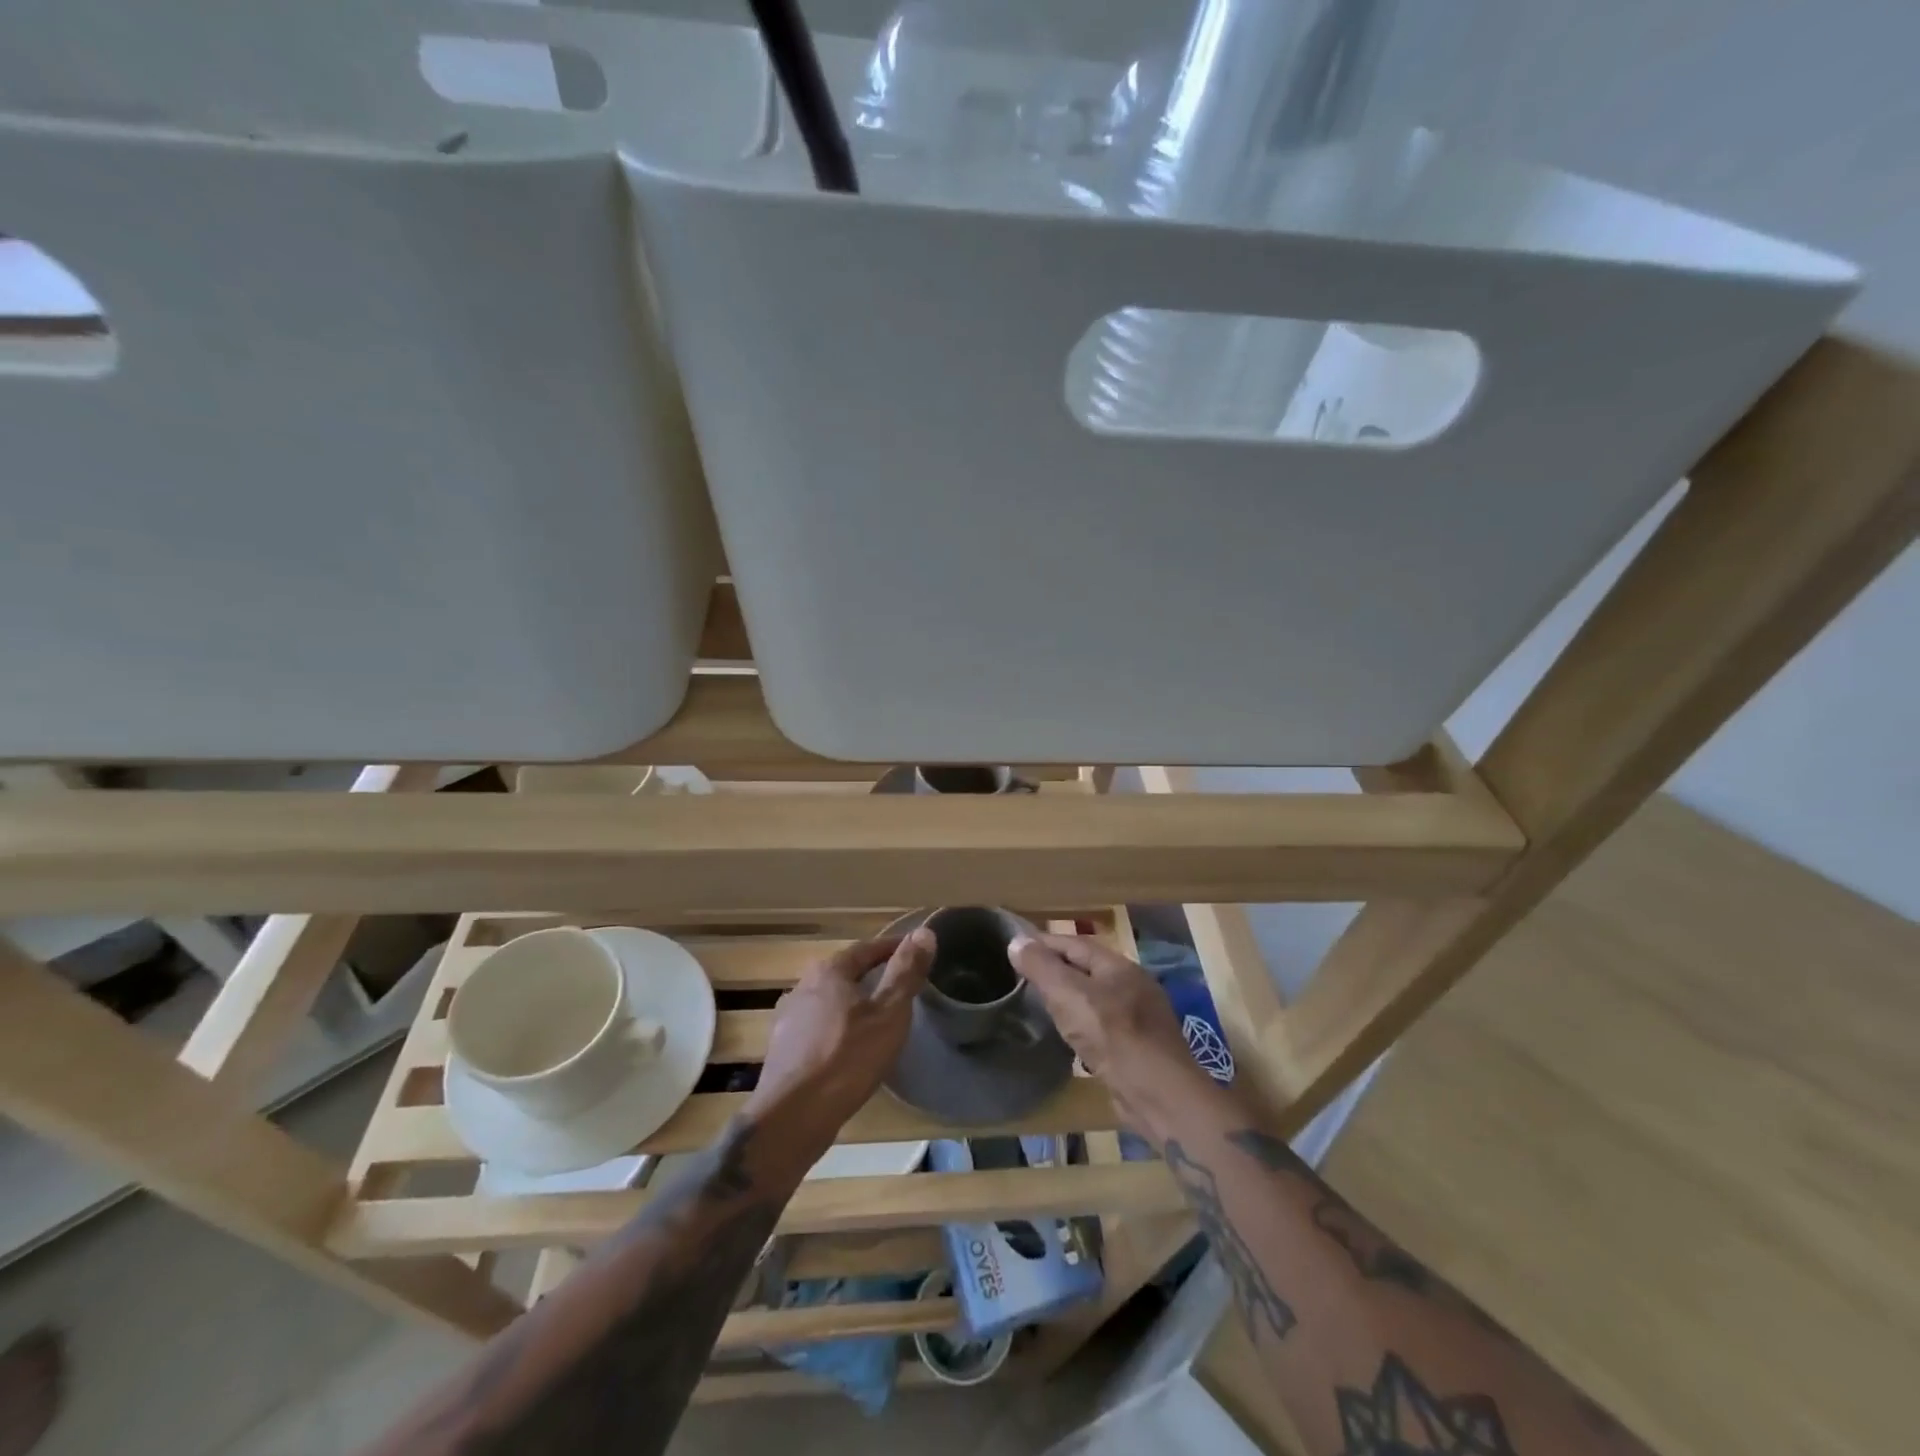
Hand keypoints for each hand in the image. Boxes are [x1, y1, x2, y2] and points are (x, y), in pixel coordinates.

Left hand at [744, 930, 934, 1168]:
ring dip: (852, 1004)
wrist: (792, 1117)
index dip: (893, 948)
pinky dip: (837, 1029)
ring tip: (877, 1019)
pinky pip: (817, 1029)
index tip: (915, 952)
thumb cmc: (847, 1058)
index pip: (866, 948)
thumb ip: (906, 972)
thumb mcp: (889, 1013)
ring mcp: (788, 1019)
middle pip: (844, 973)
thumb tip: (924, 931)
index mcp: (828, 971)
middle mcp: (802, 986)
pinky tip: (848, 1049)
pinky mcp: (782, 1050)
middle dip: (871, 975)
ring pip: (829, 1001)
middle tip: (899, 986)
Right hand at [1007, 933, 1219, 1140]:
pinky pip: (1105, 1026)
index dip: (1044, 943)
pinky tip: (1073, 1037)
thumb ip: (1041, 967)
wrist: (1159, 1094)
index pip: (1074, 943)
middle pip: (1087, 969)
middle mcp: (1133, 984)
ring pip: (1096, 999)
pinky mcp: (1141, 1047)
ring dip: (1071, 998)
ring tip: (1044, 1005)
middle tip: (1025, 976)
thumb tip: (1016, 941)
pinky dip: (1084, 1024)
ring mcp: (1141, 1017)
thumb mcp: (1068, 995)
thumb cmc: (1111, 1035)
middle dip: (1057, 969)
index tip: (1017, 948)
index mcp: (1117, 965)